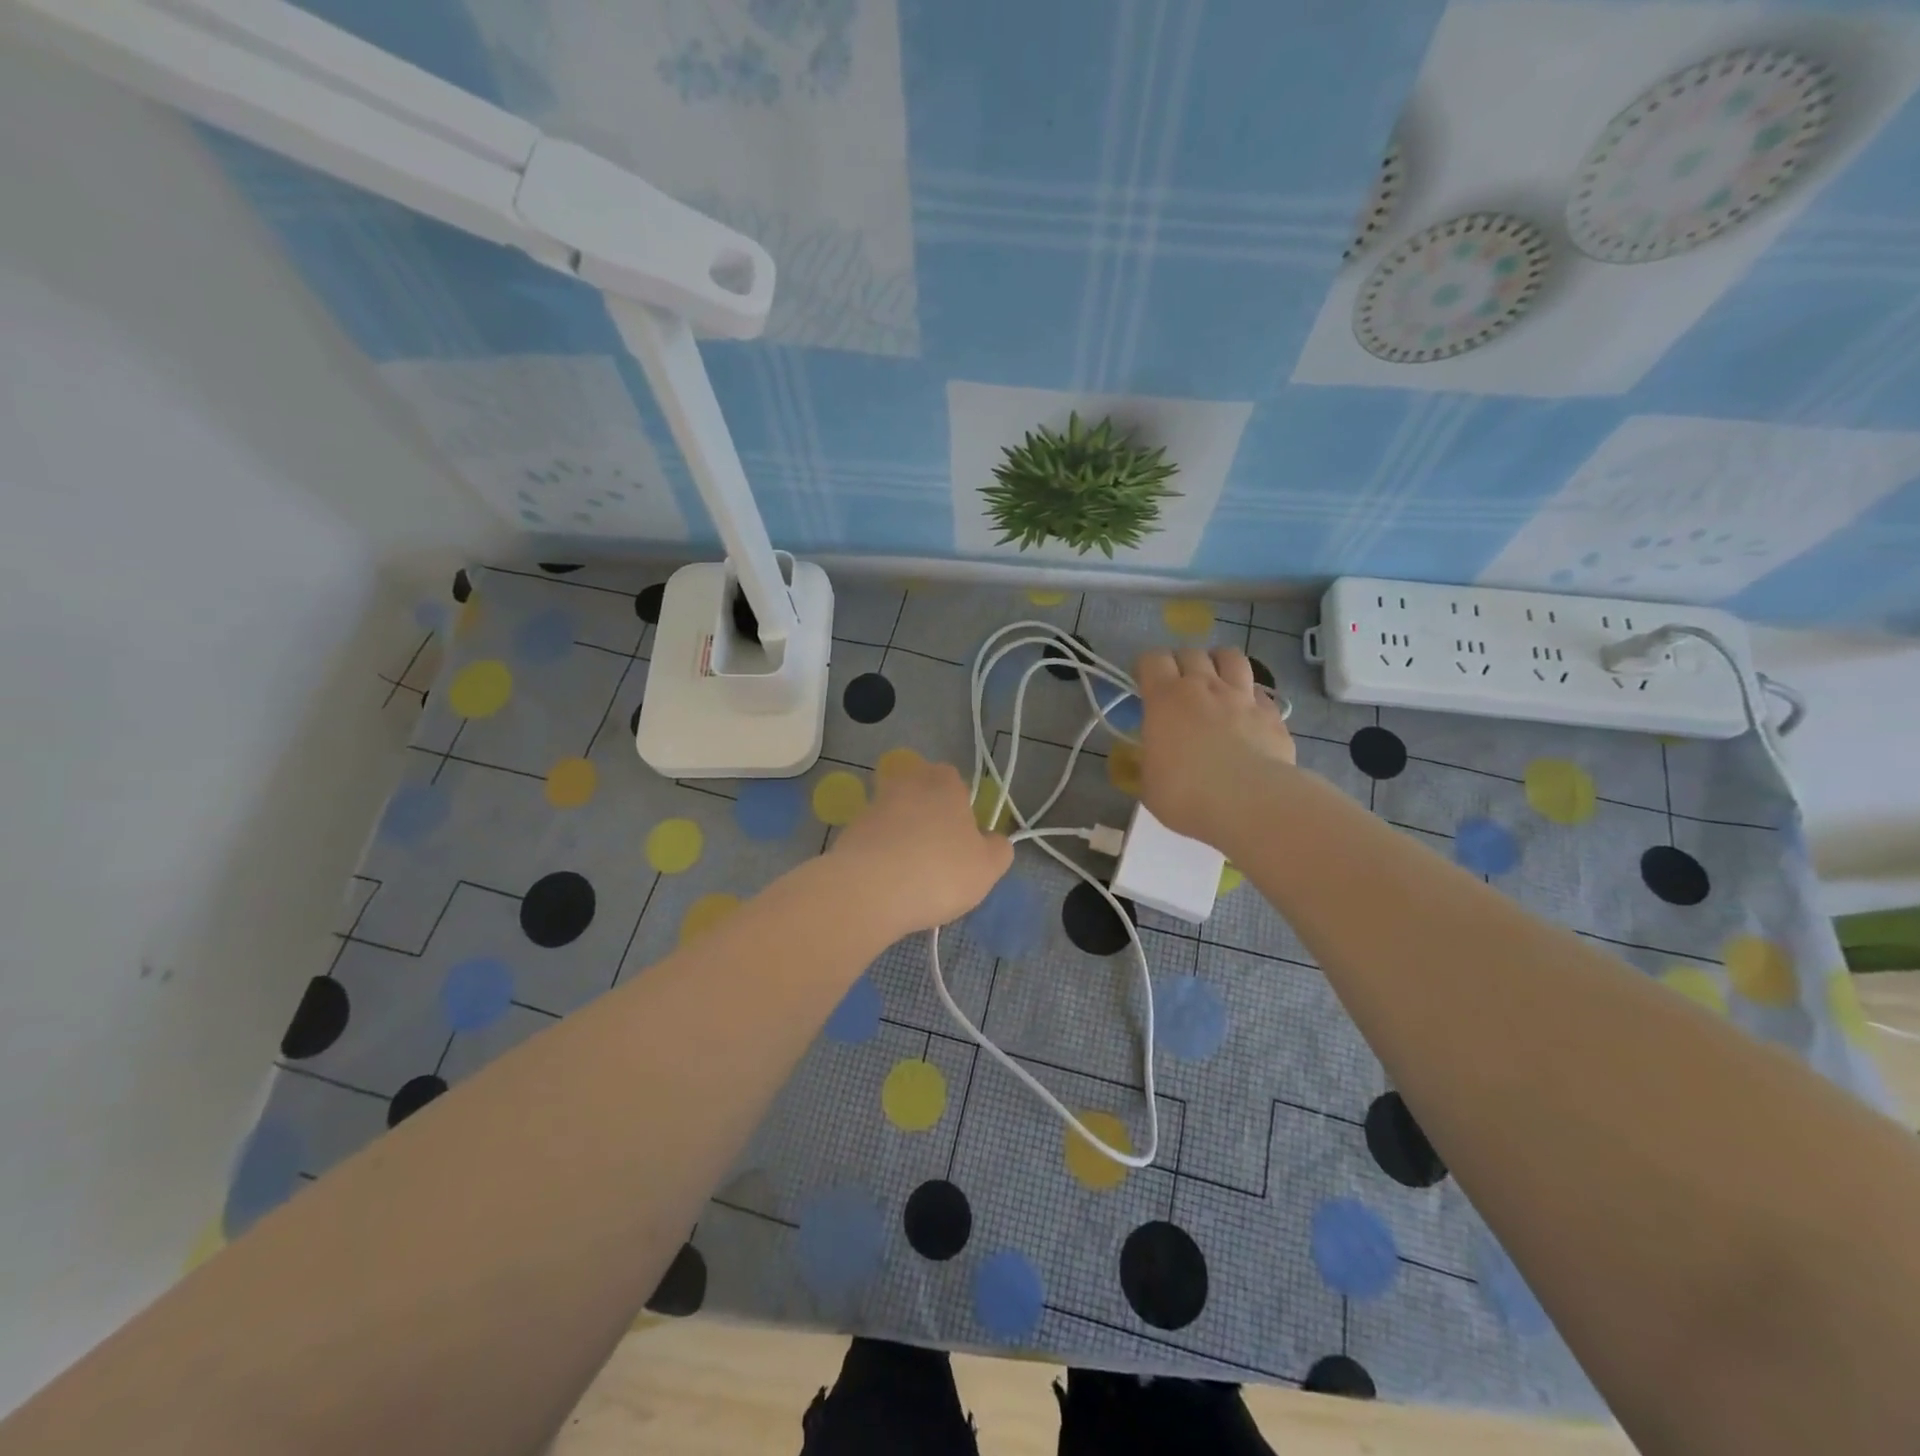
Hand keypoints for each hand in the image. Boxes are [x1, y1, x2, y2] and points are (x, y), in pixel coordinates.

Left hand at [827, 758, 1013, 937]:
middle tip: (937, 851)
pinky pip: (872, 837)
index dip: (960, 805)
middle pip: (920, 791)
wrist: (869, 891)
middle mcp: (907, 784)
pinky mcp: (848, 830)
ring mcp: (873, 805)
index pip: (955, 780)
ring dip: (901, 834)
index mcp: (944, 783)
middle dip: (927, 814)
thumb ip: (998, 849)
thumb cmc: (939, 872)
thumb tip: (992, 840)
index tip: (962, 835)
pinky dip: (879, 852)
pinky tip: (886, 881)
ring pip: (894, 814)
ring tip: (910, 871)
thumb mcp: (987, 867)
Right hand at [1135, 647, 1294, 851]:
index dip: (1145, 667)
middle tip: (1177, 684)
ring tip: (1215, 681)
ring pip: (1231, 657)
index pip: (1152, 659)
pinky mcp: (1272, 714)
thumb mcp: (1149, 783)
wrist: (1250, 803)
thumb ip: (1150, 759)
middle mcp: (1204, 687)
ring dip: (1219, 663)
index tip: (1142, 682)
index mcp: (1166, 699)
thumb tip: (1154, 755)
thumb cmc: (1186, 794)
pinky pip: (1260, 691)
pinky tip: (1246, 712)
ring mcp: (1242, 697)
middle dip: (1180, 663)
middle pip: (1191, 652)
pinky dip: (1250, 696)